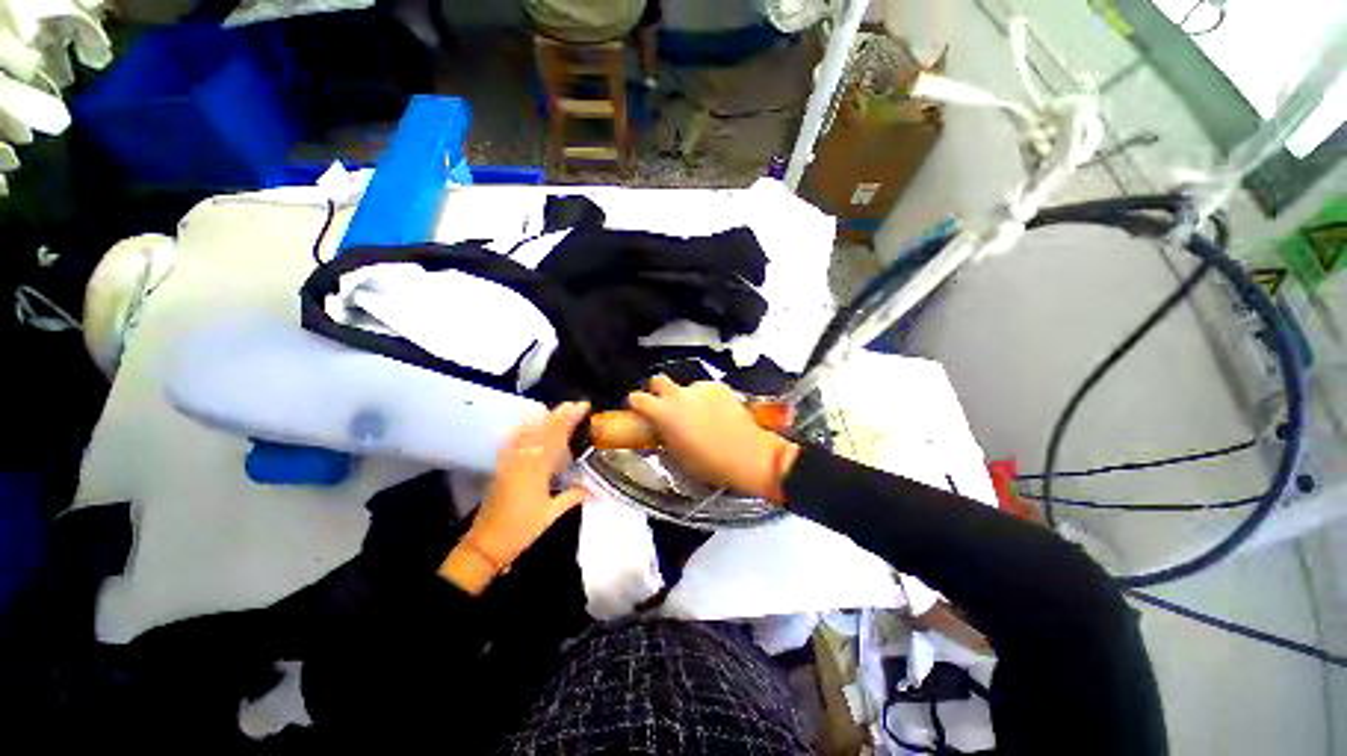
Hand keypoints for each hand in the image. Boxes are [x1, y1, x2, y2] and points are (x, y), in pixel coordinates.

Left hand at [439, 401, 589, 594]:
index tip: (582, 408)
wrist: (485, 545)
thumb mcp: (551, 515)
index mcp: (537, 471)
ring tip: (554, 409)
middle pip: (542, 431)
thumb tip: (592, 487)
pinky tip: (523, 424)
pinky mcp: (501, 469)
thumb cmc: (520, 531)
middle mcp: (522, 461)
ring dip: (541, 419)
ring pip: (527, 434)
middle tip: (573, 404)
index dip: (569, 420)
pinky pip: (512, 444)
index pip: (556, 438)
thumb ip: (572, 497)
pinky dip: (520, 431)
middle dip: (558, 415)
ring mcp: (509, 463)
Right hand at [627, 376, 797, 501]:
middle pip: (658, 380)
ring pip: (685, 387)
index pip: (637, 398)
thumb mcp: (676, 454)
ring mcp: (700, 388)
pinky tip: (715, 412)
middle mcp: (678, 395)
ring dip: (685, 397)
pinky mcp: (719, 387)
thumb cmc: (709, 462)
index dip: (637, 404)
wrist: (747, 456)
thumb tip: (661, 428)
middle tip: (664, 406)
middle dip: (657, 391)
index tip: (640, 410)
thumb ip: (664, 434)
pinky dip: (705, 397)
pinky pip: (705, 389)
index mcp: (663, 413)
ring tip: (698, 414)